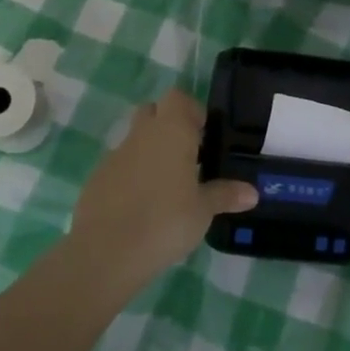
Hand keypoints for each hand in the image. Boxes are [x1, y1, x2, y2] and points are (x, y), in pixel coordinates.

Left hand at [71, 90, 257, 277]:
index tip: (205, 136)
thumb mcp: (203, 211)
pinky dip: (132, 176)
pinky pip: (120, 166)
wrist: (106, 251)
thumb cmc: (166, 221)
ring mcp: (115, 156)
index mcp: (170, 131)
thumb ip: (225, 195)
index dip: (192, 111)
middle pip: (154, 112)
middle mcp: (141, 135)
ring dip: (151, 153)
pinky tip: (143, 206)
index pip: (178, 98)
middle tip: (190, 156)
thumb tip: (252, 192)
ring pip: (136, 140)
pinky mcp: (97, 179)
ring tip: (169, 186)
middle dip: (170, 126)